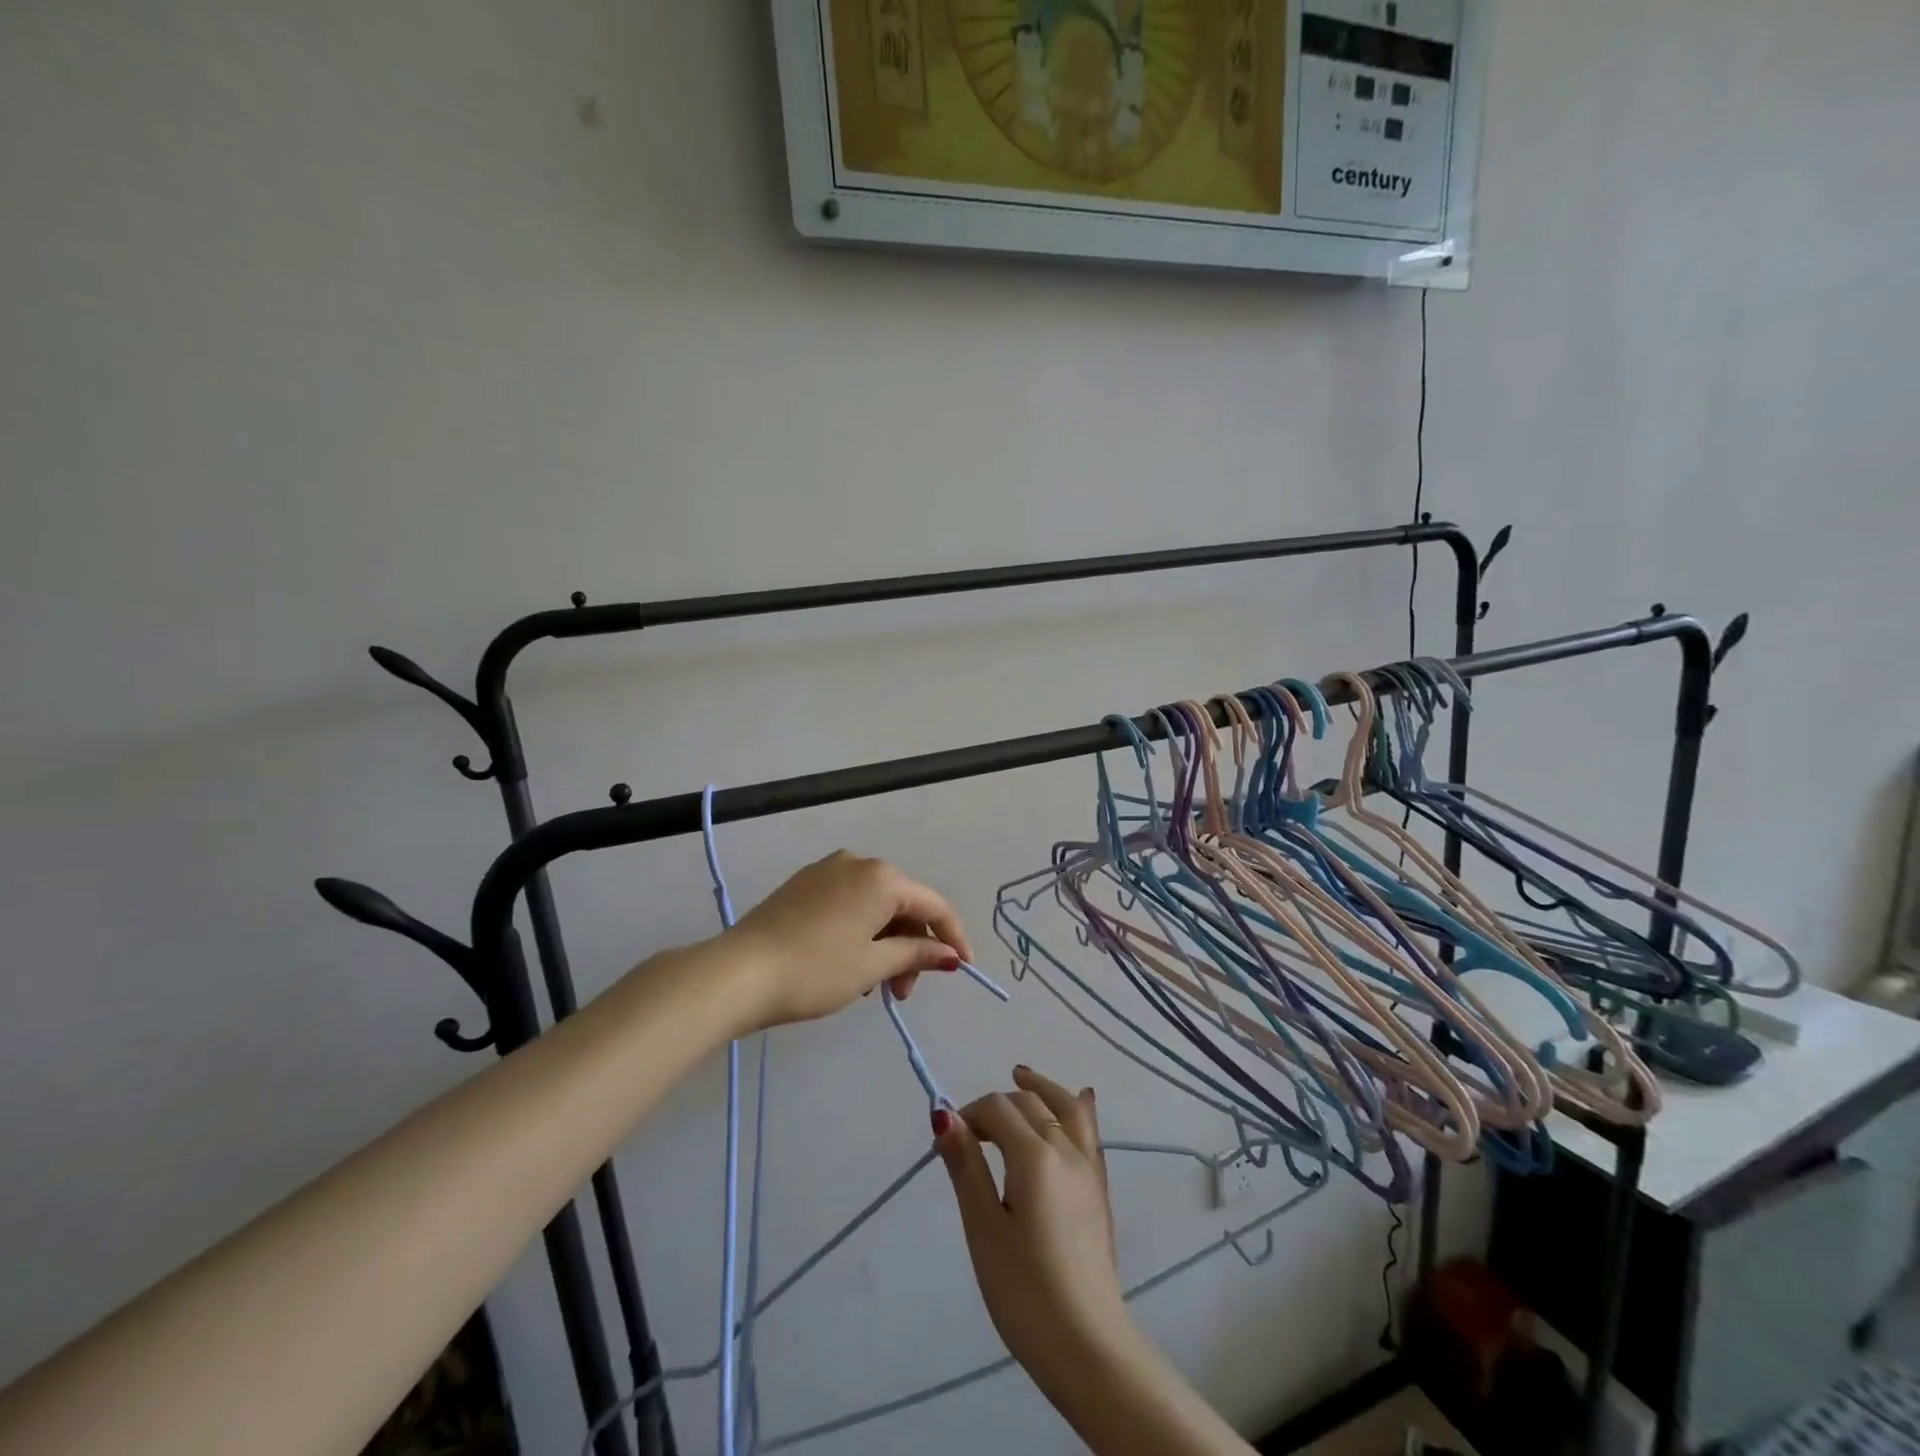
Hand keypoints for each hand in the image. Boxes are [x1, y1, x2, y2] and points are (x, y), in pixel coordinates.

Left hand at [725, 851, 974, 1030]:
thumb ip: (916, 954)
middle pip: (903, 903)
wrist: (739, 972)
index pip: (933, 905)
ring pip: (874, 905)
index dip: (953, 937)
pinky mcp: (803, 884)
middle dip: (911, 946)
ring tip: (873, 986)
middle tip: (902, 991)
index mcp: (882, 877)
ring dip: (885, 943)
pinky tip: (851, 964)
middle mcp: (858, 863)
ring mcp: (827, 870)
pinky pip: (848, 903)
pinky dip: (861, 932)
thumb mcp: (872, 965)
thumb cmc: (816, 970)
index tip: (963, 968)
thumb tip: (950, 955)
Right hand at [935, 1067, 1140, 1394]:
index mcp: (1035, 1155)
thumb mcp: (984, 1229)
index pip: (997, 1108)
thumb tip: (944, 1116)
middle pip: (1029, 1104)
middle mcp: (1067, 1149)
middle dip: (996, 1106)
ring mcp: (1089, 1168)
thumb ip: (967, 1167)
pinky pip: (1090, 1131)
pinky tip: (1080, 1100)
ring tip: (1021, 1076)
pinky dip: (1076, 1108)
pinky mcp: (1100, 1189)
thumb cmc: (1025, 1292)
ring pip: (1067, 1107)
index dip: (967, 1116)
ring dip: (1041, 1089)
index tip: (944, 1146)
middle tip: (968, 1135)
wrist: (1088, 1346)